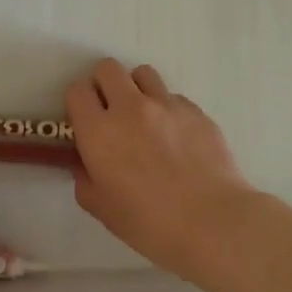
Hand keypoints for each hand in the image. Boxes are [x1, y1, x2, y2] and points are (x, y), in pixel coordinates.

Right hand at [66, 59, 258, 279]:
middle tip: (111, 112)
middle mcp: (129, 108)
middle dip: (104, 85)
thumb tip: (86, 163)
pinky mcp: (196, 110)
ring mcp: (166, 105)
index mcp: (99, 131)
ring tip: (145, 117)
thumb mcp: (102, 209)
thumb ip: (85, 179)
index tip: (85, 120)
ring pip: (143, 73)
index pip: (77, 90)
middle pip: (108, 68)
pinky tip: (176, 138)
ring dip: (136, 89)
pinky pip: (173, 97)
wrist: (214, 223)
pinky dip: (168, 110)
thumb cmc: (150, 223)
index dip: (78, 102)